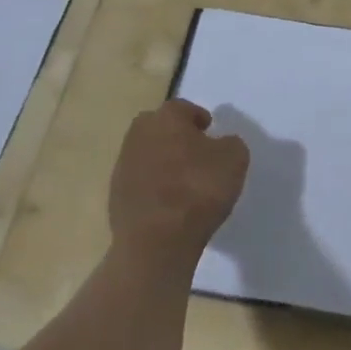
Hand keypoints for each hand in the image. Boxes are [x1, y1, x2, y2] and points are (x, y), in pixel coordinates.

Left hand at [108, 99, 248, 269]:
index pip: (182, 108)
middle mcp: (139, 135)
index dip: (198, 118)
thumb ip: (229, 144)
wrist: (156, 241)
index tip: (210, 132)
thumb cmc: (198, 189)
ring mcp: (122, 167)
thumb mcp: (235, 159)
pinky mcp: (115, 197)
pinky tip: (169, 204)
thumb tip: (220, 144)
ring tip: (184, 182)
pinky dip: (153, 187)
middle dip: (176, 136)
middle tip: (196, 153)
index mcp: (166, 118)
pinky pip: (139, 182)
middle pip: (159, 128)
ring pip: (147, 154)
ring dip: (163, 162)